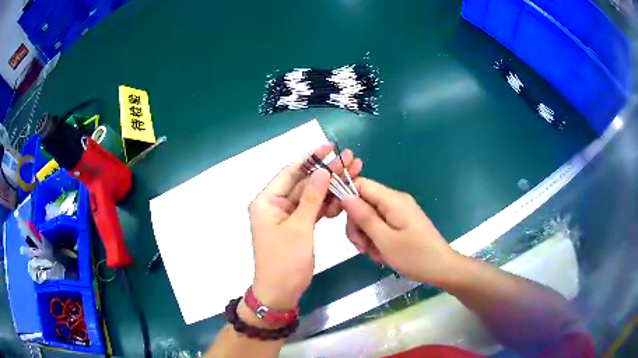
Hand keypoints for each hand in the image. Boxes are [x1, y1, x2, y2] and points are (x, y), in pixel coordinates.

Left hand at [248, 145, 361, 309]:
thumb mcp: (299, 228)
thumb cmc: (285, 261)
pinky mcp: (297, 226)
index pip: (291, 172)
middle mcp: (275, 204)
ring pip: (311, 195)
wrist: (281, 292)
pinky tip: (343, 198)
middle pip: (304, 182)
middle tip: (351, 159)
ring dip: (331, 187)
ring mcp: (287, 216)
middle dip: (327, 172)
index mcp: (267, 201)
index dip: (311, 158)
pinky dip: (327, 205)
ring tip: (354, 173)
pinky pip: (313, 210)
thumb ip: (311, 198)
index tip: (330, 146)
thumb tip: (323, 171)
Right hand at [341, 178, 461, 284]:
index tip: (336, 218)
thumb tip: (345, 196)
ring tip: (375, 255)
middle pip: (364, 203)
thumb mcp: (385, 240)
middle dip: (357, 225)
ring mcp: (400, 212)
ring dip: (366, 236)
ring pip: (371, 217)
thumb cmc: (415, 256)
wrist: (442, 268)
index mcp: (392, 200)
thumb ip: (364, 217)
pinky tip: (382, 254)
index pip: (360, 184)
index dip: (345, 197)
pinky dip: (377, 239)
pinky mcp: (403, 222)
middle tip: (362, 248)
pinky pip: (381, 225)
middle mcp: (396, 201)